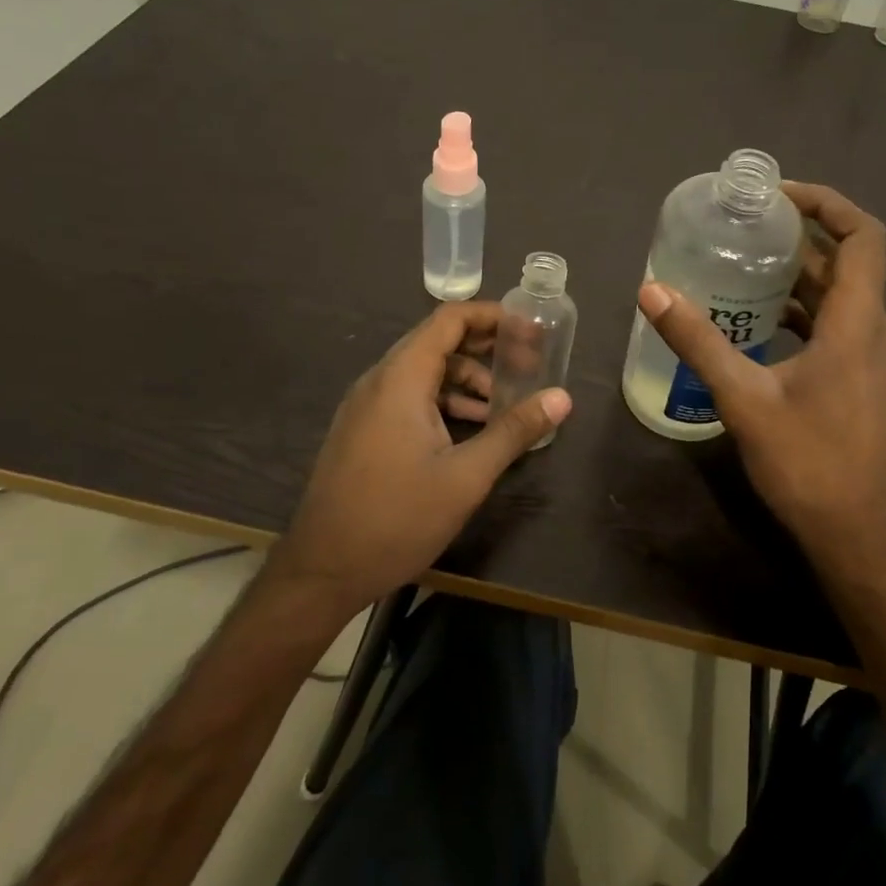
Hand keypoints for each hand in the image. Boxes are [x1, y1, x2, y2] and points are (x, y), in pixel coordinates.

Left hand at [265, 302, 571, 619]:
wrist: (323, 570)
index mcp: (401, 379)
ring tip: (502, 406)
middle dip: (484, 349)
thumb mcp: (466, 476)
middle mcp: (379, 381)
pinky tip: (468, 431)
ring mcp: (366, 406)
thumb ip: (514, 431)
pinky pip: (408, 397)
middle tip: (526, 364)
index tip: (529, 328)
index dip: (491, 316)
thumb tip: (562, 398)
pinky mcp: (362, 430)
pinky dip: (442, 401)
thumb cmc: (397, 518)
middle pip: (437, 342)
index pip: (448, 320)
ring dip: (465, 380)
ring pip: (423, 373)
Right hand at [636, 182, 885, 575]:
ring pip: (840, 294)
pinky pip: (834, 323)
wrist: (853, 532)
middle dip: (800, 235)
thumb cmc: (807, 461)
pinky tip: (756, 319)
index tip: (777, 196)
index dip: (827, 203)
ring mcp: (872, 356)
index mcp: (858, 322)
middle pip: (847, 260)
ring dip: (798, 273)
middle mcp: (874, 329)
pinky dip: (800, 308)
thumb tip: (651, 291)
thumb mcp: (743, 398)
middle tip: (745, 225)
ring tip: (744, 263)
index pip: (864, 235)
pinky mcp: (860, 378)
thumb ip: (698, 341)